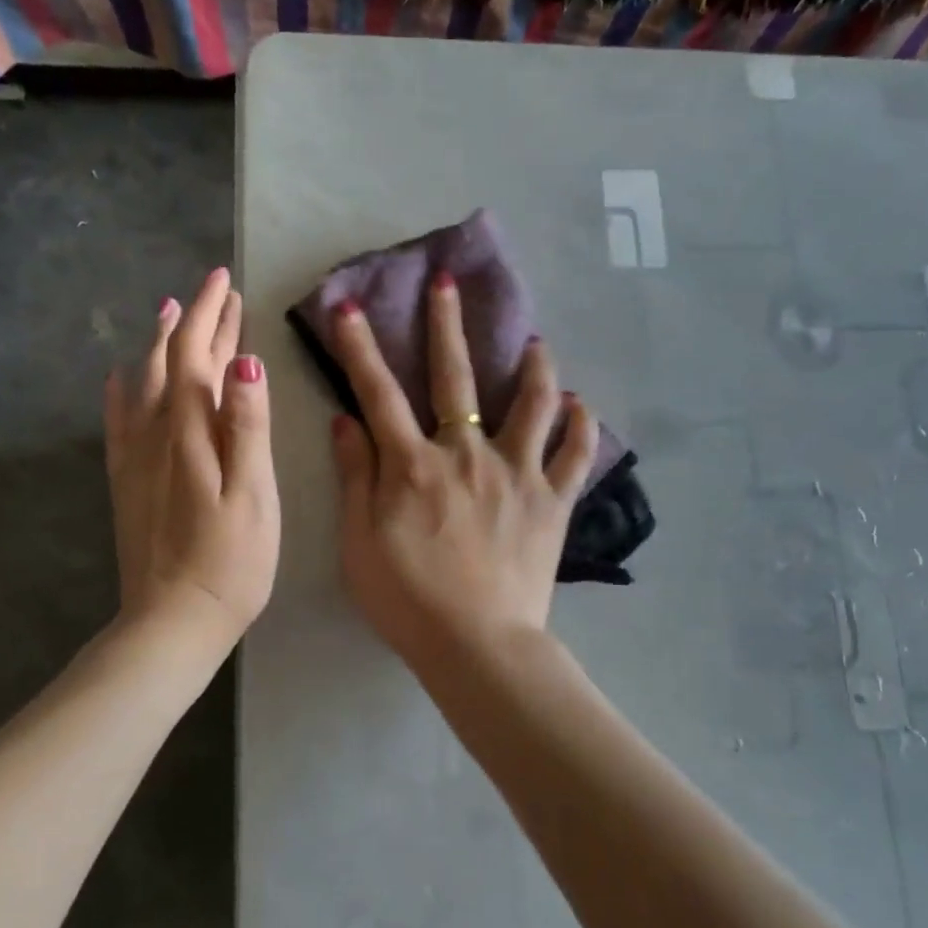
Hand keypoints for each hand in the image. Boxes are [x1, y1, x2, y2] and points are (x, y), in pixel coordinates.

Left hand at [104, 268, 278, 650]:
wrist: (173, 621)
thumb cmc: (231, 562)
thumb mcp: (254, 494)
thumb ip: (248, 426)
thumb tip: (244, 361)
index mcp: (193, 432)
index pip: (200, 354)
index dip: (212, 313)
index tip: (225, 279)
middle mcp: (157, 434)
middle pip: (174, 361)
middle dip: (195, 320)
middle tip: (213, 289)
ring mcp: (137, 458)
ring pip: (147, 383)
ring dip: (161, 344)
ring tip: (168, 312)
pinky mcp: (127, 483)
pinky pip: (119, 423)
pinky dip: (122, 392)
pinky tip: (119, 379)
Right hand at [328, 271, 597, 668]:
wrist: (476, 644)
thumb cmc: (407, 598)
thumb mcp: (359, 542)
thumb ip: (355, 476)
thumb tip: (345, 420)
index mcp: (413, 465)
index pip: (379, 393)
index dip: (360, 348)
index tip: (348, 307)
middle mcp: (466, 454)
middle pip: (456, 378)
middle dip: (447, 325)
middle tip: (447, 283)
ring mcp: (517, 473)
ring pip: (532, 403)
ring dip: (533, 366)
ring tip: (536, 341)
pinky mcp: (553, 500)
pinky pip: (577, 454)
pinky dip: (581, 425)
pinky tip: (581, 405)